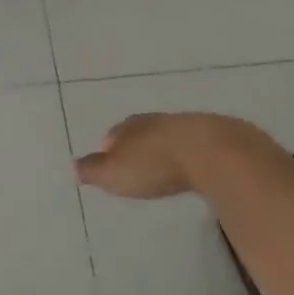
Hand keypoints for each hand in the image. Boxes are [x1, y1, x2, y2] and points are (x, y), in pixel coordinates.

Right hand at [74, 112, 264, 199]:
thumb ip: (94, 170)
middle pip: (143, 130)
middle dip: (138, 142)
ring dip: (166, 147)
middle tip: (135, 158)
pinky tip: (194, 164)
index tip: (108, 155)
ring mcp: (189, 126)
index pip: (116, 132)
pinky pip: (197, 144)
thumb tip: (75, 165)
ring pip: (171, 134)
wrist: (212, 152)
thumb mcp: (115, 173)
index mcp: (132, 126)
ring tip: (164, 162)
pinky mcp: (218, 138)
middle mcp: (158, 120)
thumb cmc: (156, 165)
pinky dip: (191, 153)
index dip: (111, 145)